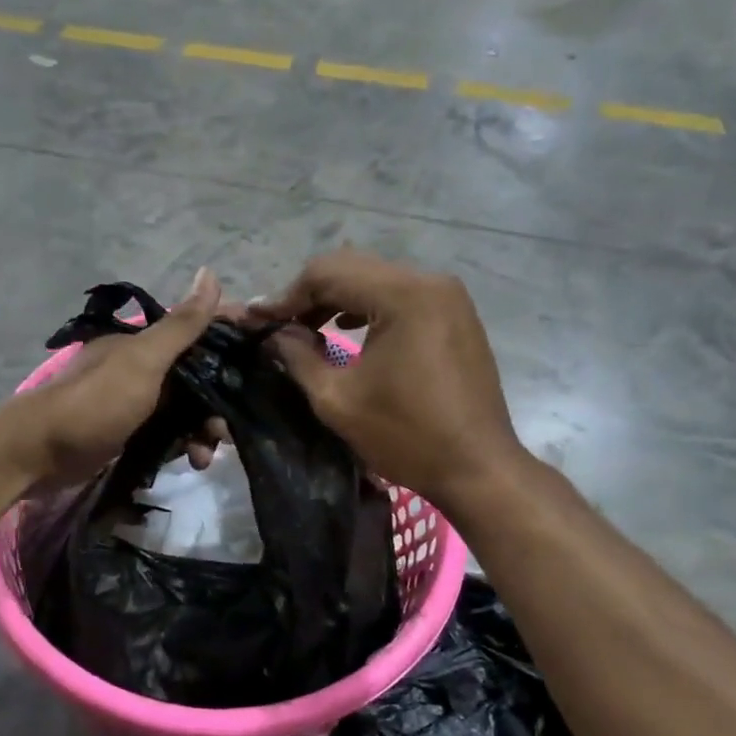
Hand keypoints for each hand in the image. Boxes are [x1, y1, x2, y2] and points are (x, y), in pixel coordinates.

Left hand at [9, 268, 224, 488]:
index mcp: (146, 343)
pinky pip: (170, 433)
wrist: (40, 453)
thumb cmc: (96, 401)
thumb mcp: (143, 360)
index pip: (199, 334)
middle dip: (218, 403)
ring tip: (205, 455)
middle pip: (198, 378)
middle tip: (227, 431)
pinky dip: (183, 445)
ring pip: (186, 409)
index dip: (229, 346)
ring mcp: (137, 401)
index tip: (258, 368)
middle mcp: (144, 367)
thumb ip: (181, 325)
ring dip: (202, 430)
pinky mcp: (131, 432)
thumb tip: (211, 272)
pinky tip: (190, 462)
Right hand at [249, 249, 528, 517]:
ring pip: (375, 278)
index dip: (286, 296)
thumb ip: (298, 356)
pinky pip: (400, 295)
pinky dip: (367, 306)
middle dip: (309, 294)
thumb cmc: (406, 436)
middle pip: (352, 267)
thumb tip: (273, 333)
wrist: (478, 468)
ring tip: (306, 328)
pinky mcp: (455, 314)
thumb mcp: (337, 399)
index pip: (328, 273)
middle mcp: (429, 282)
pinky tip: (346, 328)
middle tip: (277, 325)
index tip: (256, 322)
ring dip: (337, 298)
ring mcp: (447, 296)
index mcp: (403, 295)